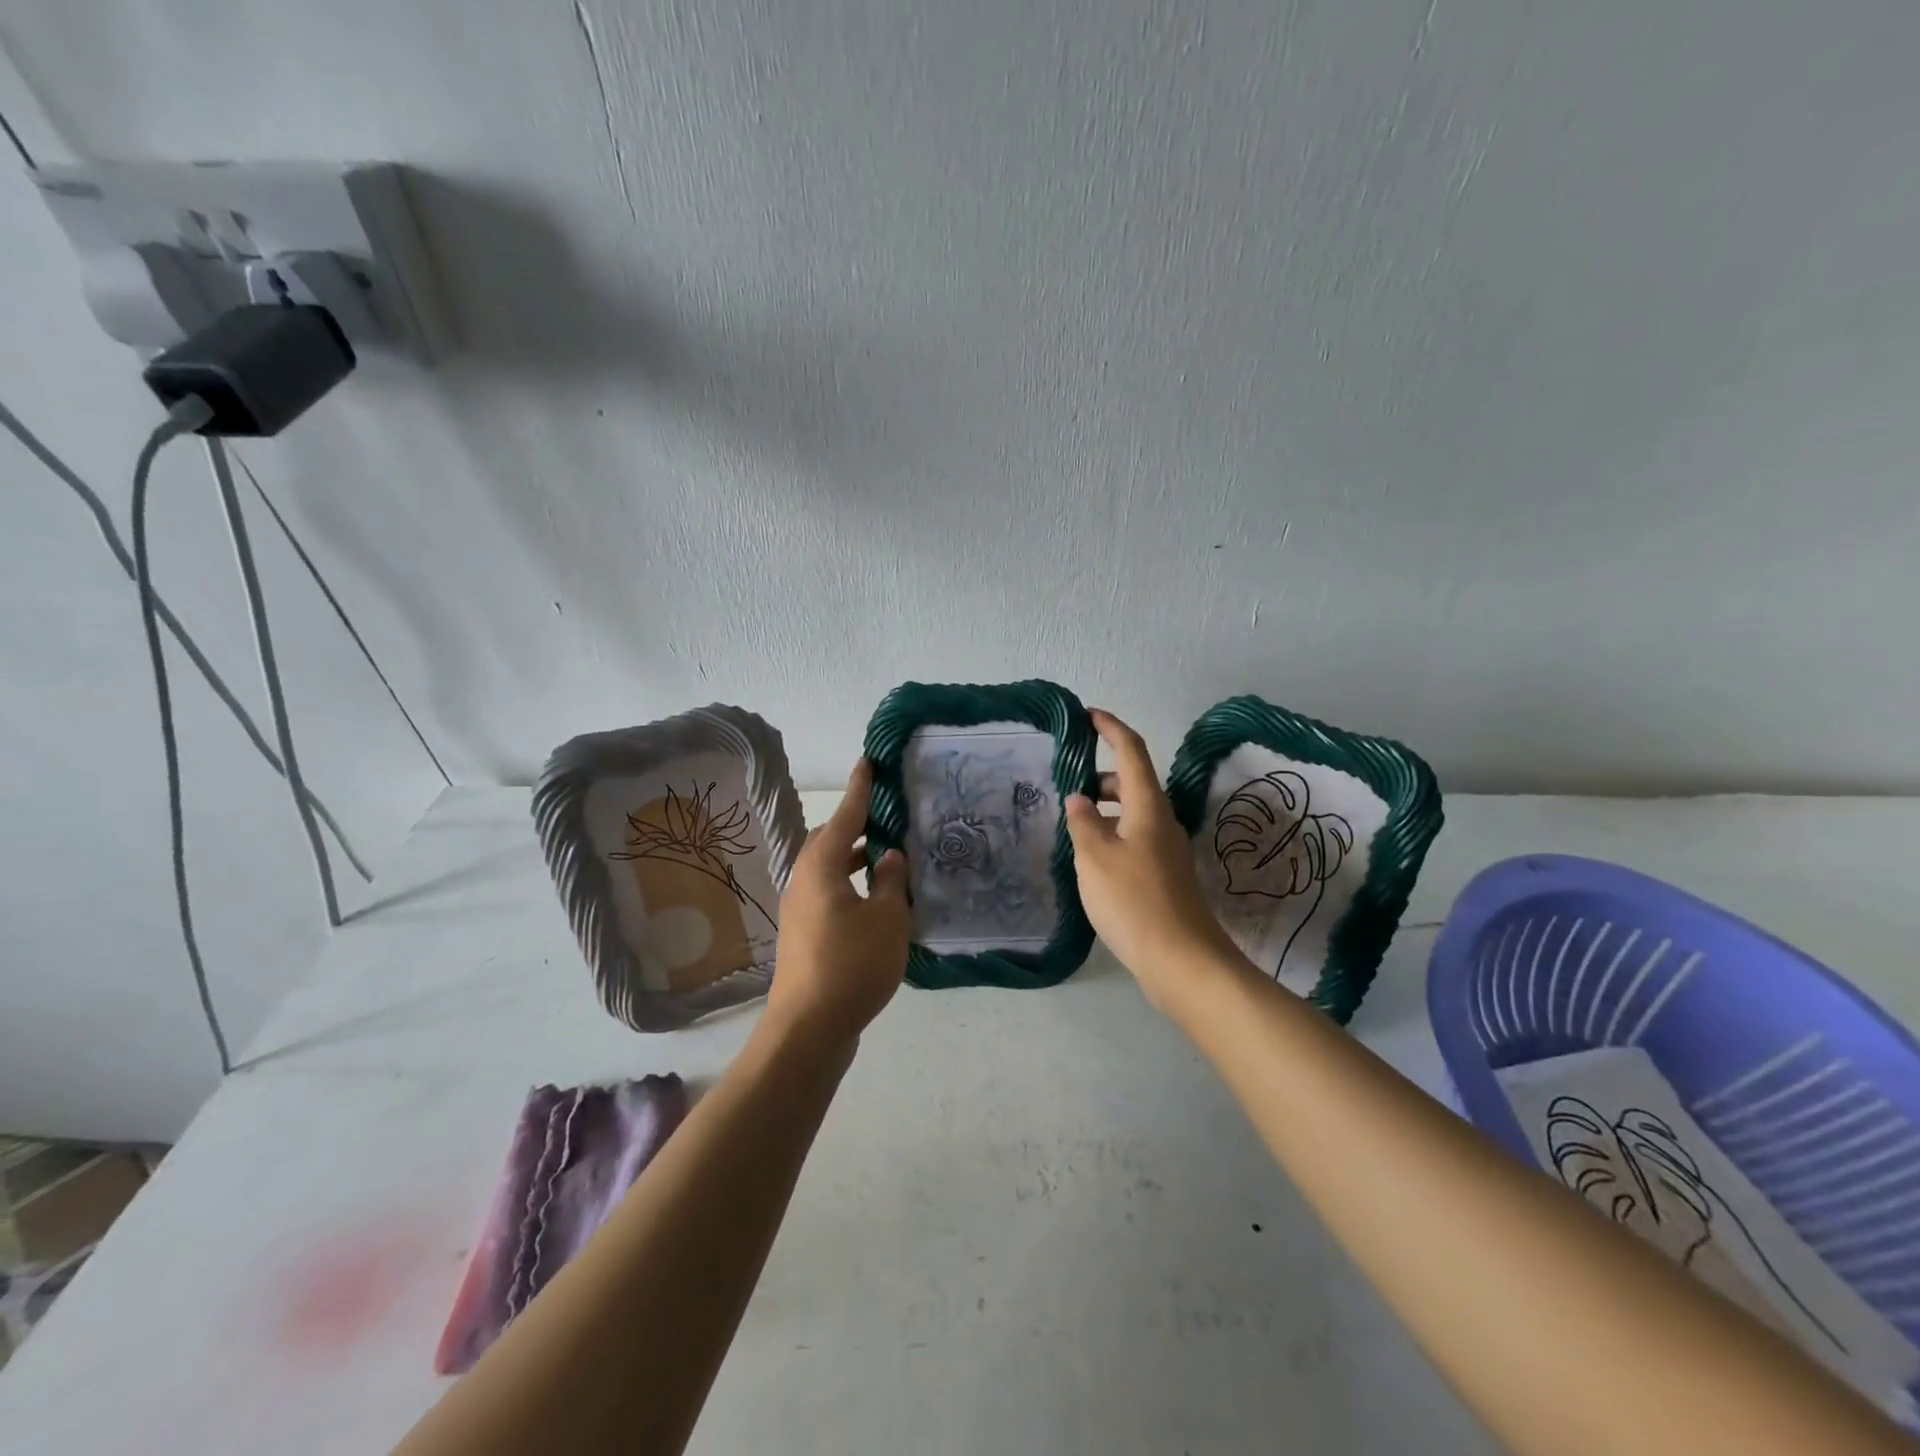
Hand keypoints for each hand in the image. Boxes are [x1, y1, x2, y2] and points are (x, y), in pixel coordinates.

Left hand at [763, 758, 911, 1044]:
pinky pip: (829, 894)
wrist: (808, 1028)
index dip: (859, 789)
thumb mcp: (887, 919)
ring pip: (828, 869)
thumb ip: (891, 881)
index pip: (845, 816)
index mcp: (822, 867)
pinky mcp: (803, 935)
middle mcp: (804, 881)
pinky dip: (850, 885)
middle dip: (855, 825)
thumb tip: (889, 857)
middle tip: (886, 816)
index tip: (867, 761)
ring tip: (887, 858)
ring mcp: (800, 910)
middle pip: (829, 841)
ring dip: (854, 859)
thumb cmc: (851, 965)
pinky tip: (876, 902)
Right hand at [1065, 709, 1237, 1012]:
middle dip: (1101, 773)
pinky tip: (1092, 856)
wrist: (1182, 960)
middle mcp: (1162, 820)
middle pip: (1133, 781)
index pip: (1131, 750)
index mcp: (1147, 806)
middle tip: (1067, 781)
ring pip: (1133, 812)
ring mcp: (1166, 849)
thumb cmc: (1133, 900)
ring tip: (1073, 821)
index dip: (1110, 728)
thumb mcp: (1095, 857)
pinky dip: (1113, 832)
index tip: (1087, 715)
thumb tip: (1080, 799)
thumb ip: (1083, 822)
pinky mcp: (1165, 874)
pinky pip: (1135, 837)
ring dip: (1105, 806)